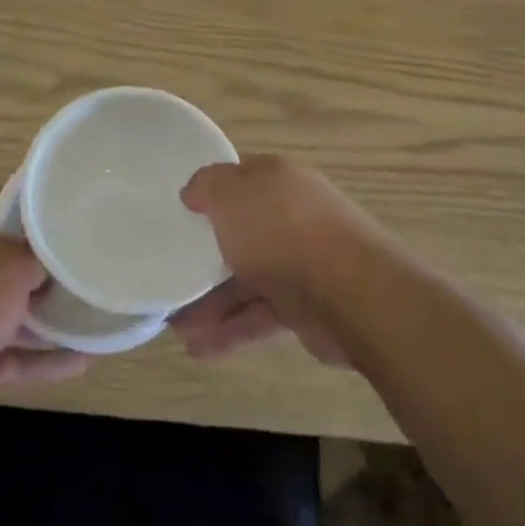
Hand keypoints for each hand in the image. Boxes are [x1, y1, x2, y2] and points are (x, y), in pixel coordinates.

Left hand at [0, 187, 87, 442]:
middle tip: (95, 260)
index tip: (70, 202)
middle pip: (15, 258)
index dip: (33, 199)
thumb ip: (38, 257)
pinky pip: (17, 355)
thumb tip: (59, 253)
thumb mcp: (10, 267)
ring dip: (55, 315)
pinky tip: (87, 361)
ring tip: (101, 312)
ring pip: (19, 310)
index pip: (1, 201)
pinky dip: (47, 359)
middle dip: (52, 262)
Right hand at [169, 156, 383, 363]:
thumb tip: (194, 193)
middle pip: (243, 232)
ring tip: (176, 327)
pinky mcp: (308, 306)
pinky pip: (261, 314)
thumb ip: (207, 186)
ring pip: (249, 278)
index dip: (211, 192)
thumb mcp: (231, 193)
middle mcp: (293, 216)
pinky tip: (200, 347)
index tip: (181, 212)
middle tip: (173, 273)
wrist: (351, 292)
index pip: (240, 178)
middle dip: (206, 255)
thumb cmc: (282, 230)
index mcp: (279, 180)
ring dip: (212, 302)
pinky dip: (232, 329)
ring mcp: (303, 262)